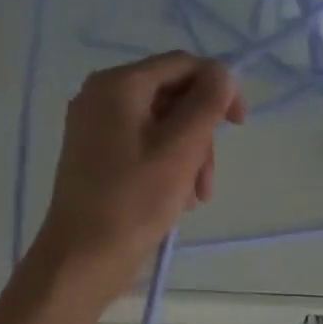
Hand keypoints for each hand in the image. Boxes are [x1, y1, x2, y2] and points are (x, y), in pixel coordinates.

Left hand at [32, 52, 245, 300]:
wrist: (82, 259)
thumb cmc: (133, 201)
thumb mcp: (180, 149)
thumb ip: (207, 104)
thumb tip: (224, 72)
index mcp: (118, 85)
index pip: (182, 64)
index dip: (218, 87)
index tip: (240, 124)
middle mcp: (102, 96)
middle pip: (173, 96)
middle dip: (200, 134)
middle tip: (208, 179)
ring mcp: (96, 127)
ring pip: (163, 125)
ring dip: (189, 156)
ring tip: (194, 197)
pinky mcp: (97, 156)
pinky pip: (145, 145)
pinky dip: (168, 166)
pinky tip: (176, 199)